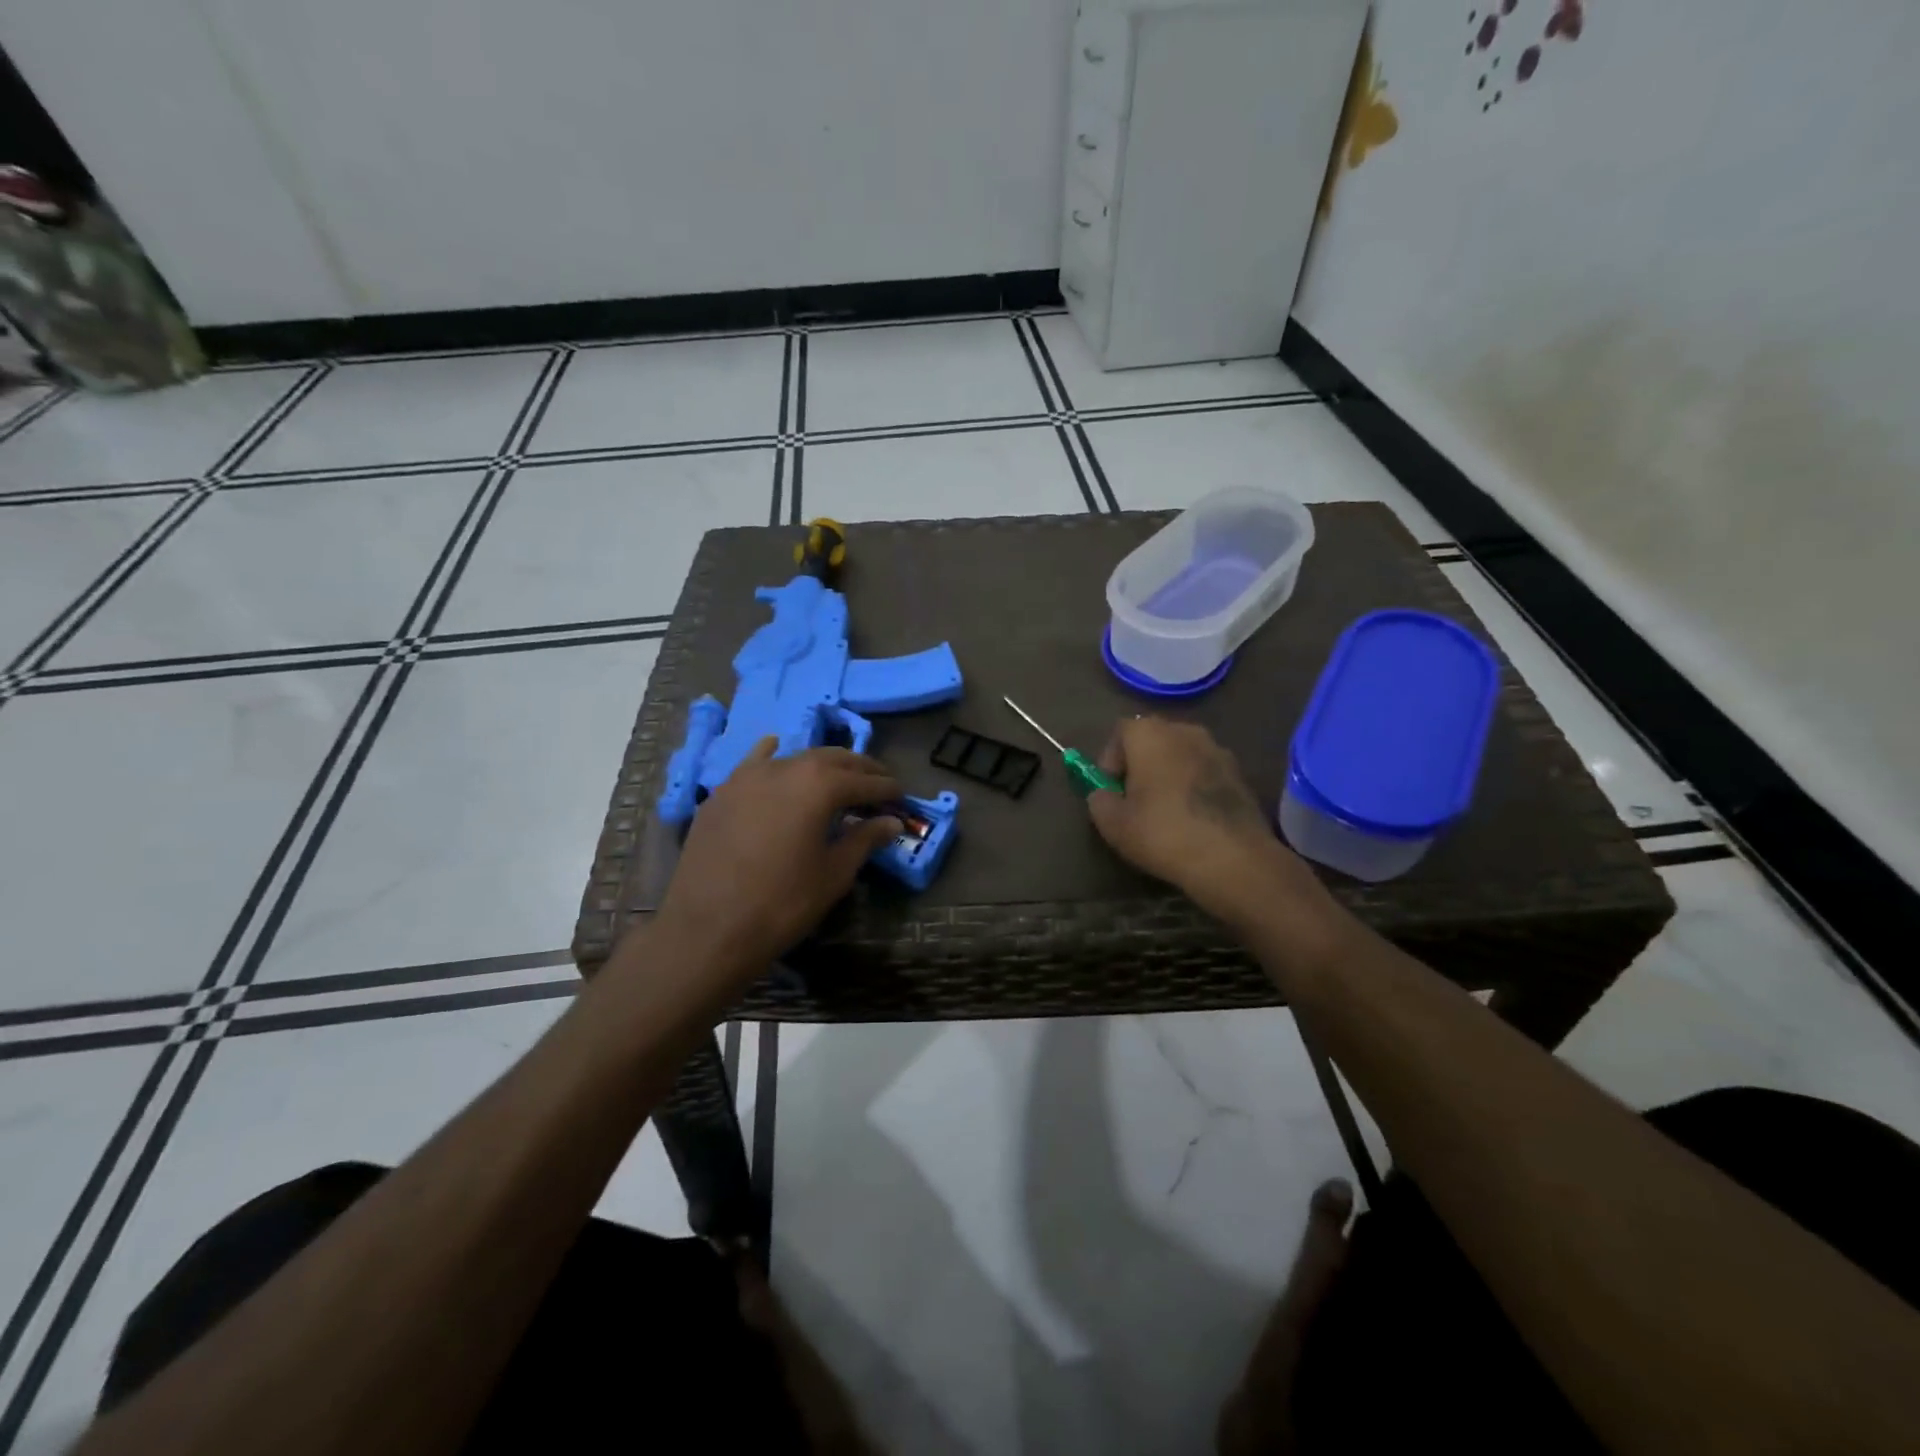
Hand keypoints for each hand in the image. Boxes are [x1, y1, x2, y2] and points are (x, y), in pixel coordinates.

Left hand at [653, 739, 902, 984]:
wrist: (707, 928)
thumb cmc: (782, 903)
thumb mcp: (833, 874)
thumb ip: (864, 840)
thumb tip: (891, 822)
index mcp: (819, 786)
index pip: (864, 781)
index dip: (887, 789)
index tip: (902, 797)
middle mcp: (786, 768)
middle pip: (833, 759)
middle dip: (860, 770)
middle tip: (879, 784)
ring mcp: (748, 776)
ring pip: (796, 757)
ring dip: (822, 765)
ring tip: (838, 779)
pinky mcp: (723, 792)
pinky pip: (755, 763)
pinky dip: (773, 756)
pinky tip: (776, 751)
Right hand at [1085, 717, 1298, 921]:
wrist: (1232, 858)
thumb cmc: (1163, 833)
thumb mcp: (1113, 823)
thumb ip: (1099, 800)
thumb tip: (1103, 793)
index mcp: (1150, 733)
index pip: (1120, 732)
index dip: (1110, 760)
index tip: (1110, 790)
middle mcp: (1185, 731)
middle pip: (1153, 740)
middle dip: (1140, 765)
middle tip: (1134, 800)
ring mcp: (1218, 750)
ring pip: (1182, 756)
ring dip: (1170, 775)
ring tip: (1165, 811)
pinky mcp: (1240, 775)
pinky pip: (1206, 774)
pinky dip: (1195, 788)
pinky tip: (1194, 819)